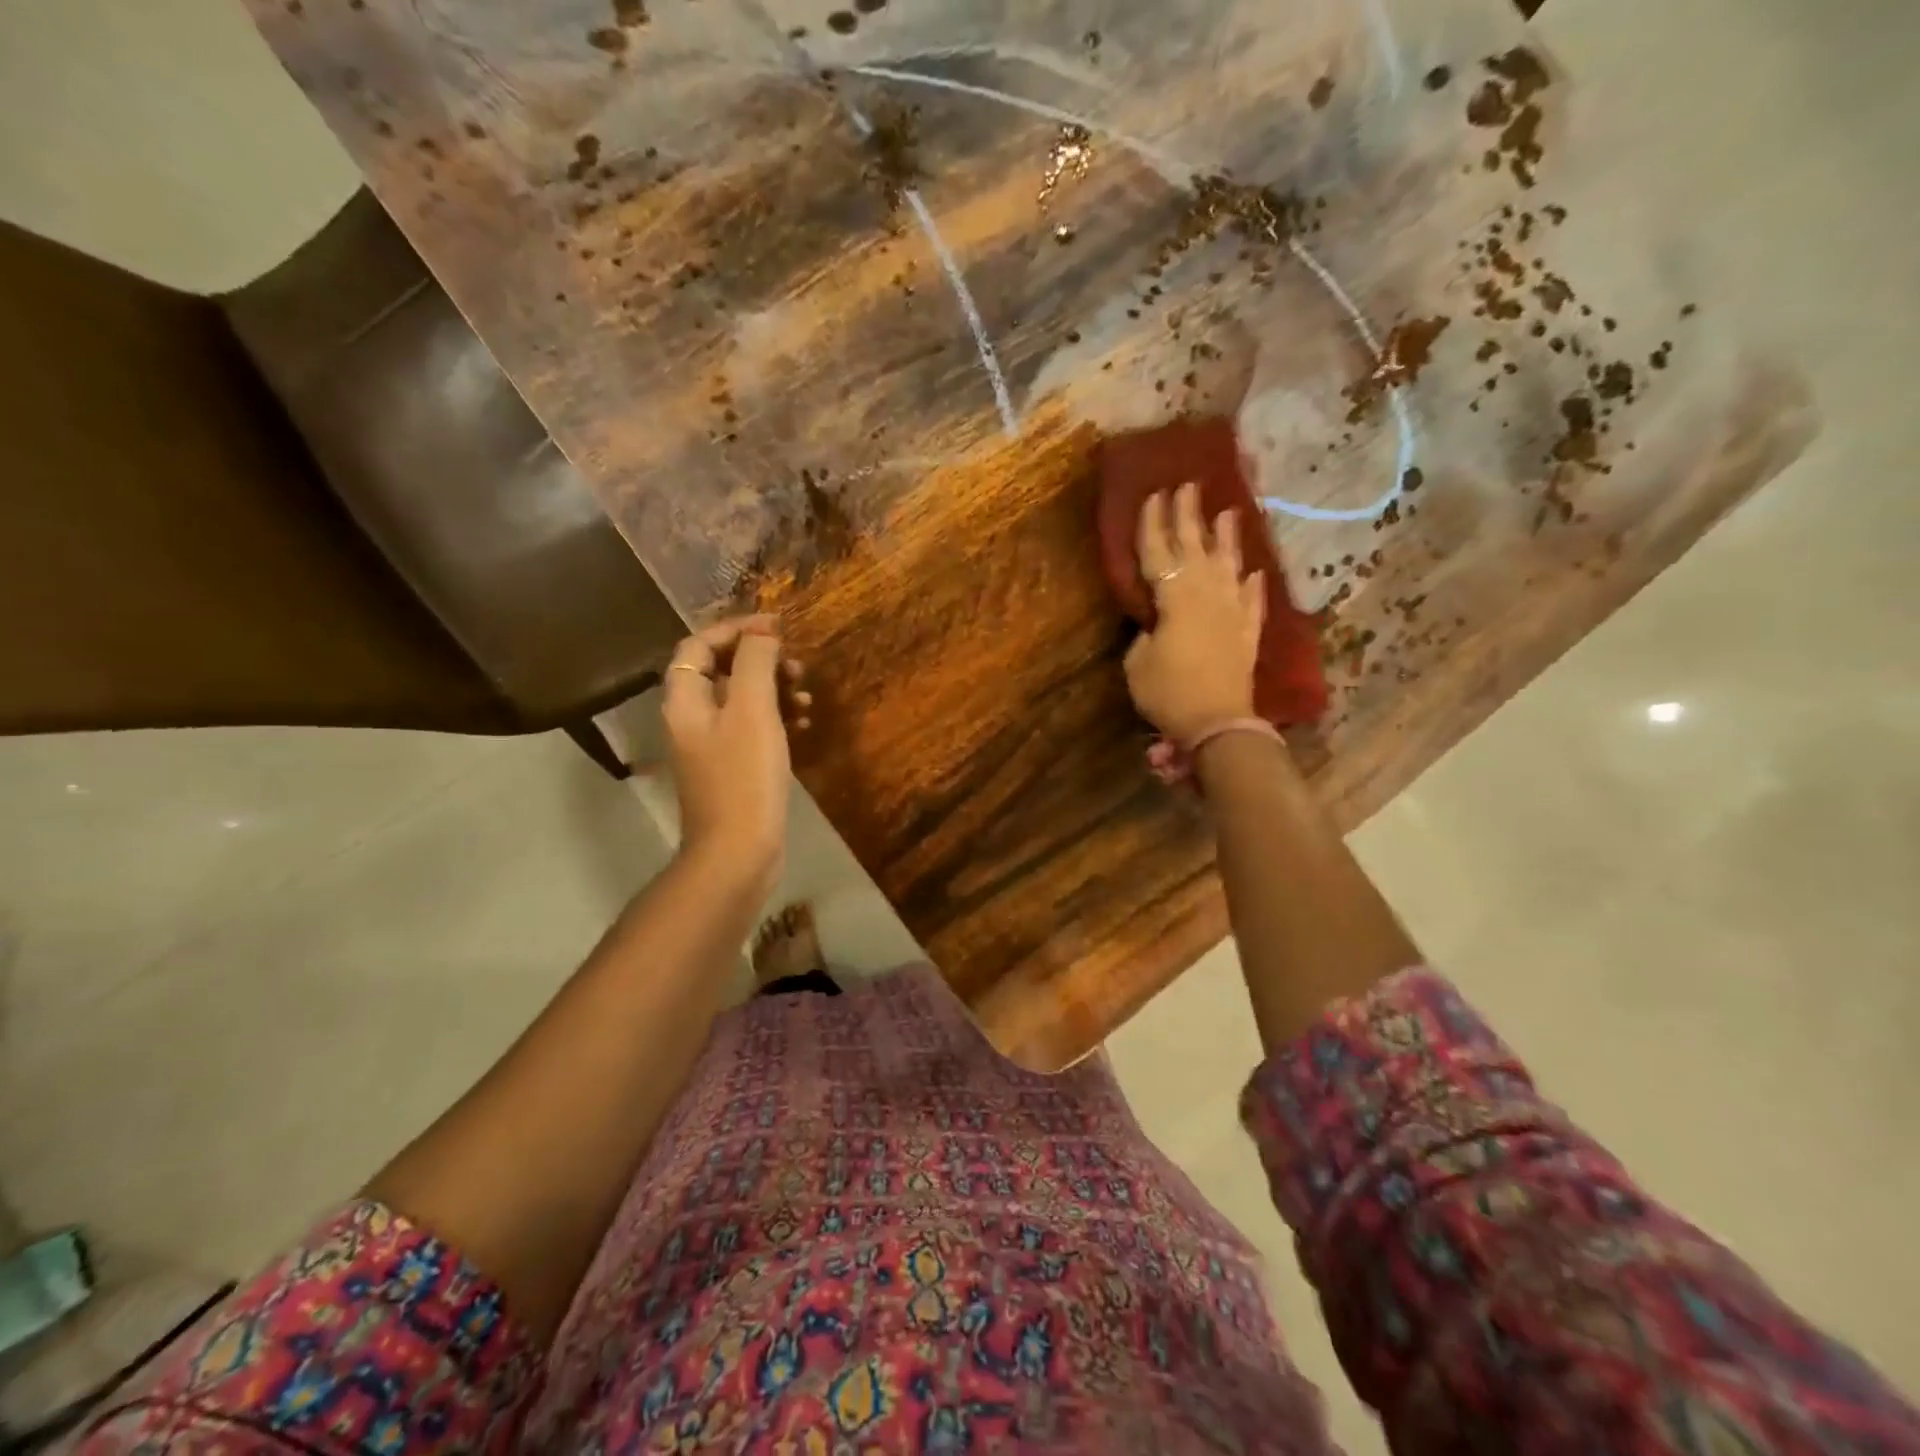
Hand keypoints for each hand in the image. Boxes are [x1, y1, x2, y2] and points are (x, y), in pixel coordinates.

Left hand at [661, 615, 810, 887]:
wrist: (738, 852)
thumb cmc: (744, 777)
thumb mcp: (753, 711)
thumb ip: (755, 663)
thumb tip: (762, 634)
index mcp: (686, 699)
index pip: (699, 645)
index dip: (735, 629)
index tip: (777, 627)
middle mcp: (692, 718)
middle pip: (722, 671)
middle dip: (761, 661)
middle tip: (797, 667)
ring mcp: (711, 746)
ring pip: (742, 700)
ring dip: (775, 690)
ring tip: (806, 697)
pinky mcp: (733, 768)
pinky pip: (753, 729)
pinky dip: (778, 719)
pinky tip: (804, 725)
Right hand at [1124, 483, 1264, 743]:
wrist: (1218, 722)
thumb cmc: (1169, 692)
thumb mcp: (1138, 664)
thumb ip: (1143, 635)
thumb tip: (1155, 623)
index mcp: (1174, 599)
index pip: (1159, 552)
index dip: (1153, 524)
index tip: (1152, 494)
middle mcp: (1207, 594)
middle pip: (1195, 547)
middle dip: (1188, 515)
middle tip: (1187, 485)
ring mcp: (1232, 610)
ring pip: (1229, 565)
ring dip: (1227, 537)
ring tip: (1228, 511)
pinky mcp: (1247, 631)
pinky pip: (1252, 599)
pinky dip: (1253, 584)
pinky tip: (1253, 571)